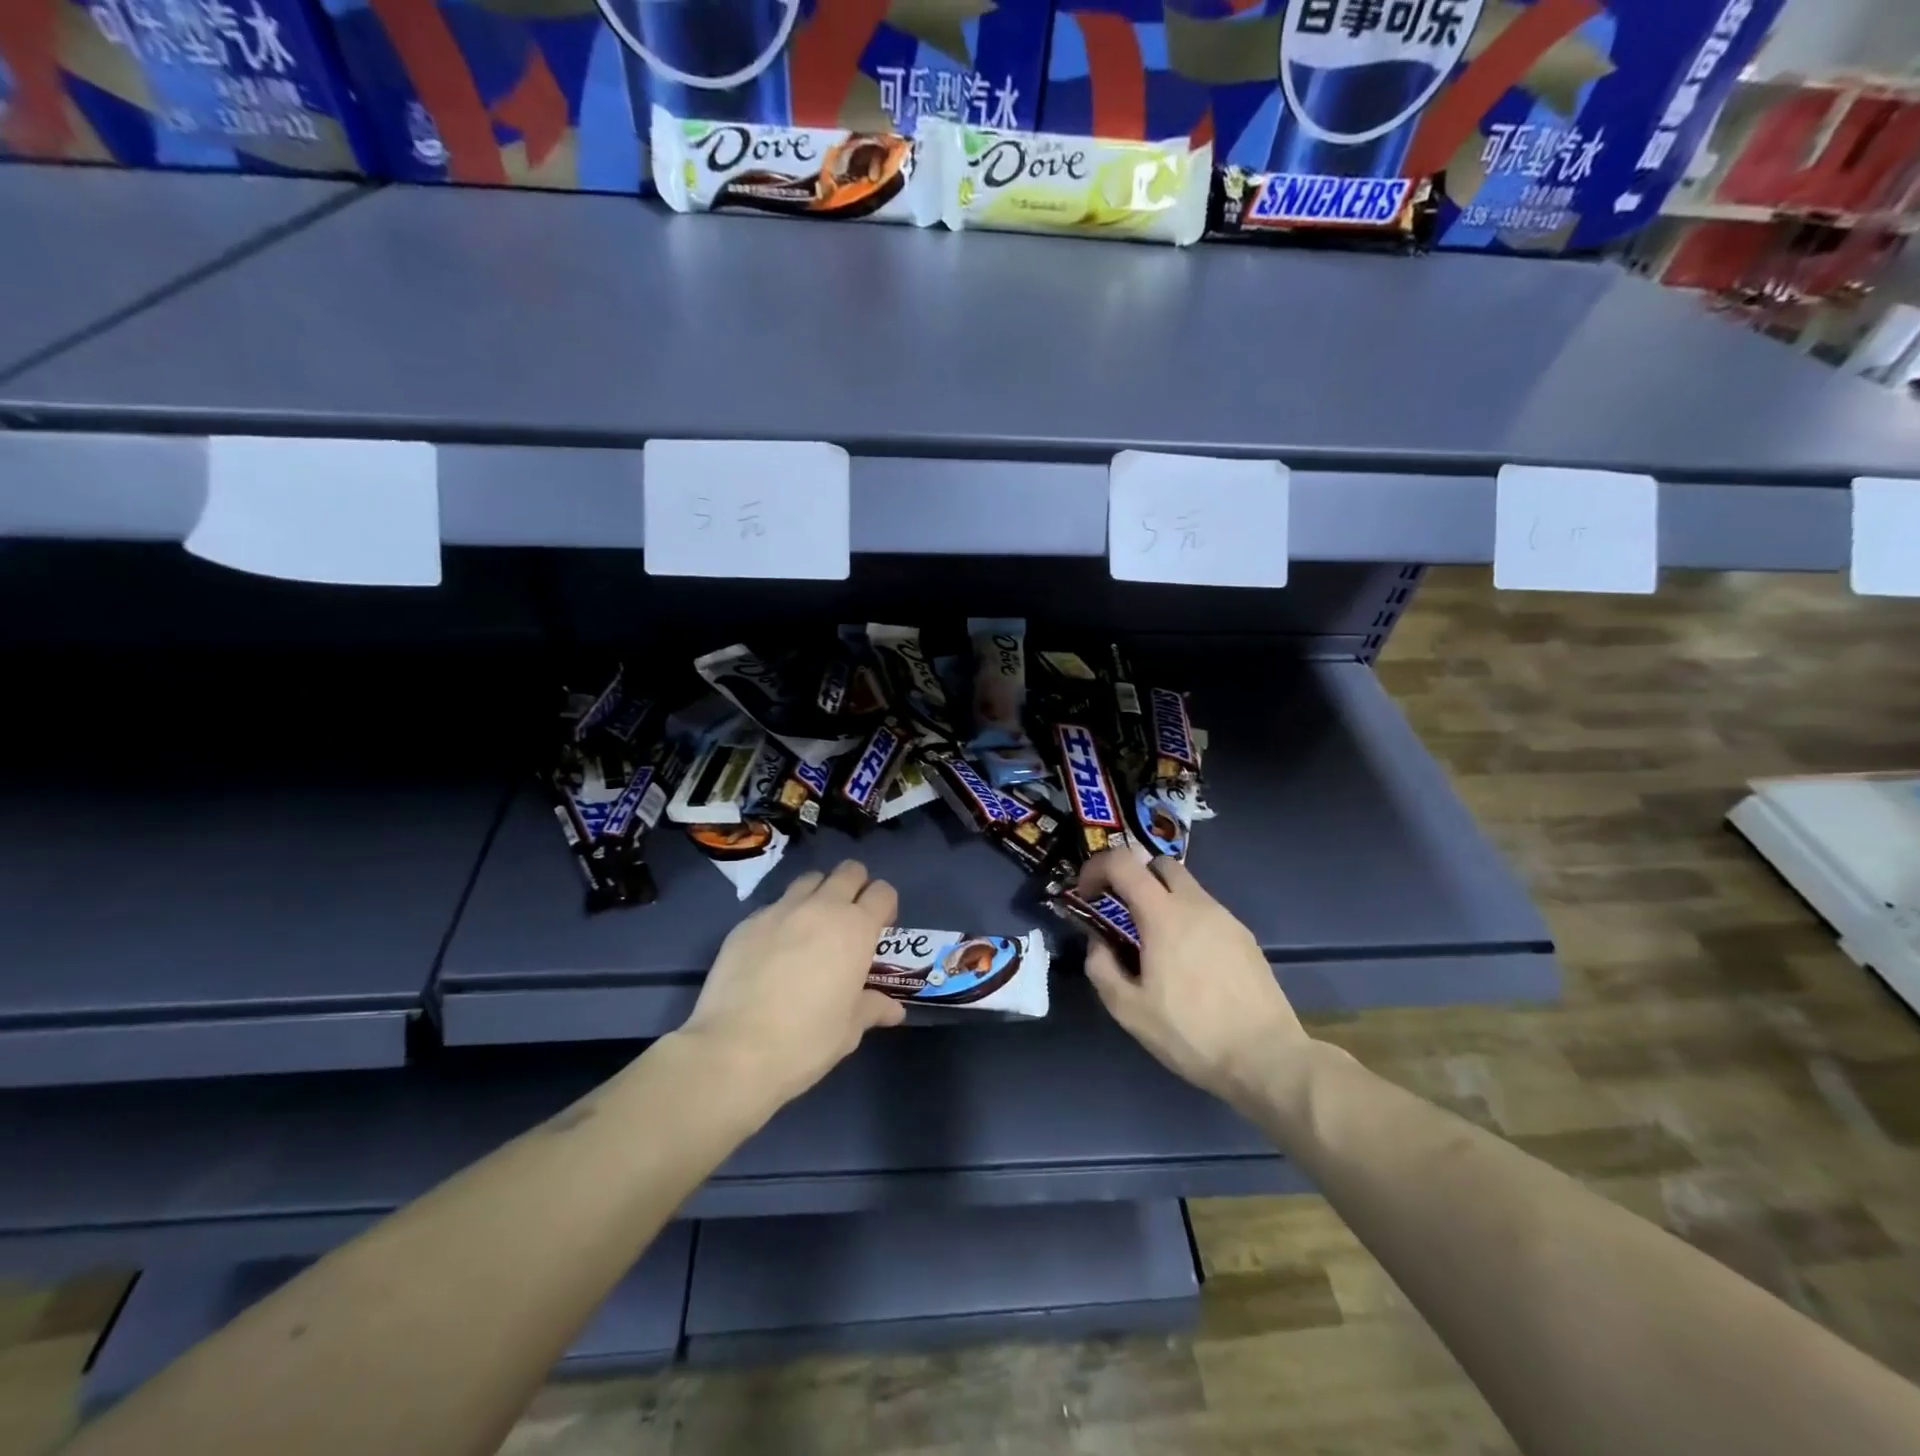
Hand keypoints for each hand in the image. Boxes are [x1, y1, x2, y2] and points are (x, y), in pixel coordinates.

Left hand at [676, 860, 904, 1112]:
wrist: (734, 1049)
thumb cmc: (806, 1040)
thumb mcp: (849, 1030)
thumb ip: (872, 1008)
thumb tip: (894, 1010)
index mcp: (856, 929)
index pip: (882, 892)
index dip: (885, 907)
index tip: (879, 931)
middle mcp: (821, 908)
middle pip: (849, 871)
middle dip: (855, 888)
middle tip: (849, 921)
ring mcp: (780, 910)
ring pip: (810, 880)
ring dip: (819, 894)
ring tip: (812, 928)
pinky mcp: (747, 922)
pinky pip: (775, 906)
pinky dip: (783, 918)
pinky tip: (774, 950)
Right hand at [1078, 852, 1309, 1110]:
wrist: (1266, 1057)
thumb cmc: (1191, 1033)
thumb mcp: (1129, 1010)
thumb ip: (1102, 967)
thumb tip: (1098, 943)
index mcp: (1163, 915)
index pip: (1123, 862)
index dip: (1096, 868)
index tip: (1087, 894)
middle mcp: (1196, 905)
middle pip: (1159, 863)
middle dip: (1133, 876)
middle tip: (1121, 910)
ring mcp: (1225, 918)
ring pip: (1186, 887)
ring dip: (1161, 899)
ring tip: (1154, 942)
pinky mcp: (1244, 937)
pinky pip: (1206, 911)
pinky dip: (1186, 919)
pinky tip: (1187, 961)